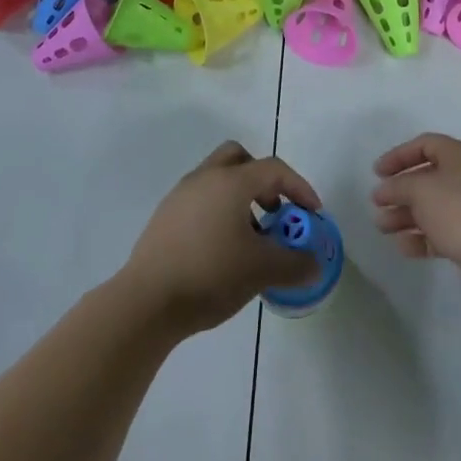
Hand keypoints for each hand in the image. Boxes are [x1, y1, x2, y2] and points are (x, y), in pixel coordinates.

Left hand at [124, 141, 322, 337]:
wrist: (146, 301)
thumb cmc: (210, 274)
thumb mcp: (261, 271)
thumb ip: (295, 265)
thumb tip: (314, 265)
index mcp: (231, 181)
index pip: (274, 169)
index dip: (299, 187)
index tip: (312, 213)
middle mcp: (204, 178)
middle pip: (239, 158)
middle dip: (263, 179)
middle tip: (274, 210)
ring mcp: (180, 196)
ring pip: (217, 179)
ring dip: (240, 197)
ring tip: (250, 238)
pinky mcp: (164, 217)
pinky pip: (200, 200)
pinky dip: (218, 211)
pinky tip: (221, 250)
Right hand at [372, 133, 460, 311]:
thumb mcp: (422, 190)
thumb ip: (398, 186)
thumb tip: (384, 190)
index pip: (425, 145)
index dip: (399, 155)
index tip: (377, 172)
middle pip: (427, 178)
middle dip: (399, 191)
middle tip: (377, 203)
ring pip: (431, 208)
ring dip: (405, 216)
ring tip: (382, 227)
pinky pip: (441, 233)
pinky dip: (421, 238)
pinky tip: (403, 247)